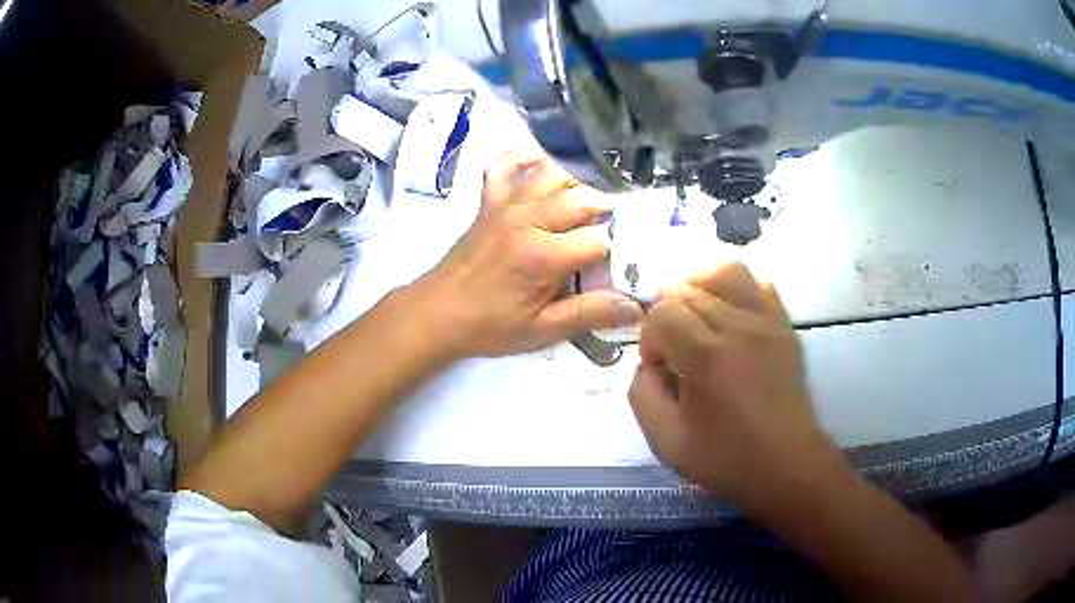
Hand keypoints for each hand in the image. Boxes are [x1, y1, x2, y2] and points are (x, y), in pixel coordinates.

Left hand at [414, 148, 643, 358]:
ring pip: (551, 175)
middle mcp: (526, 220)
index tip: (630, 260)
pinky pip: (504, 166)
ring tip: (592, 200)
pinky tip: (541, 161)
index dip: (622, 250)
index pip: (600, 240)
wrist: (436, 313)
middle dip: (607, 211)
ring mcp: (505, 205)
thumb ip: (589, 314)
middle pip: (582, 198)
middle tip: (618, 230)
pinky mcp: (488, 202)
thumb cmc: (488, 326)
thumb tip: (635, 307)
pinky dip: (523, 157)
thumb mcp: (541, 330)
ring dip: (578, 181)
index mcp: (542, 255)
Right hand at [629, 261, 846, 516]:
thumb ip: (641, 395)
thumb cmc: (726, 458)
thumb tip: (649, 363)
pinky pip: (761, 285)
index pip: (662, 313)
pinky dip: (739, 290)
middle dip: (669, 316)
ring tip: (696, 314)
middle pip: (688, 291)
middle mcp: (738, 328)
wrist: (786, 465)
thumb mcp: (665, 442)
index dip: (650, 338)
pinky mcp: (784, 327)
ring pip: (726, 272)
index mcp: (707, 357)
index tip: (659, 368)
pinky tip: (731, 315)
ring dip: (701, 285)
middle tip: (674, 350)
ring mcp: (767, 323)